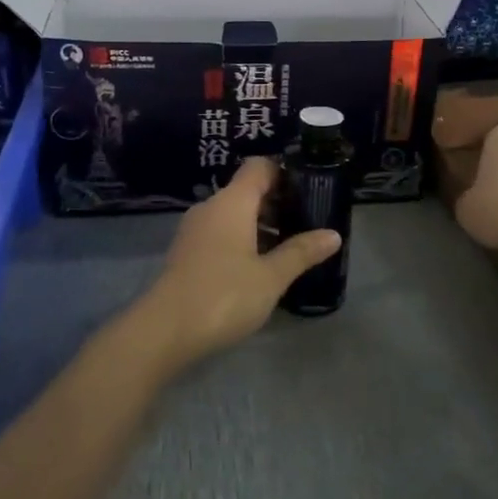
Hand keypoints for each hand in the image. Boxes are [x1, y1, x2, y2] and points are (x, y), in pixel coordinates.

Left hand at [136, 157, 340, 366]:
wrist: (164, 331)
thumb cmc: (224, 295)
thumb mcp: (271, 277)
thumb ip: (301, 252)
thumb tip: (333, 234)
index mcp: (232, 202)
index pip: (258, 167)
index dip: (284, 173)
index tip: (309, 190)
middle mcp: (210, 208)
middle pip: (247, 190)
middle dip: (277, 203)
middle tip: (307, 222)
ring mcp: (195, 231)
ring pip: (233, 214)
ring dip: (260, 225)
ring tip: (289, 247)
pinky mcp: (187, 253)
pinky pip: (220, 233)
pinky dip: (242, 240)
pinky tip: (259, 266)